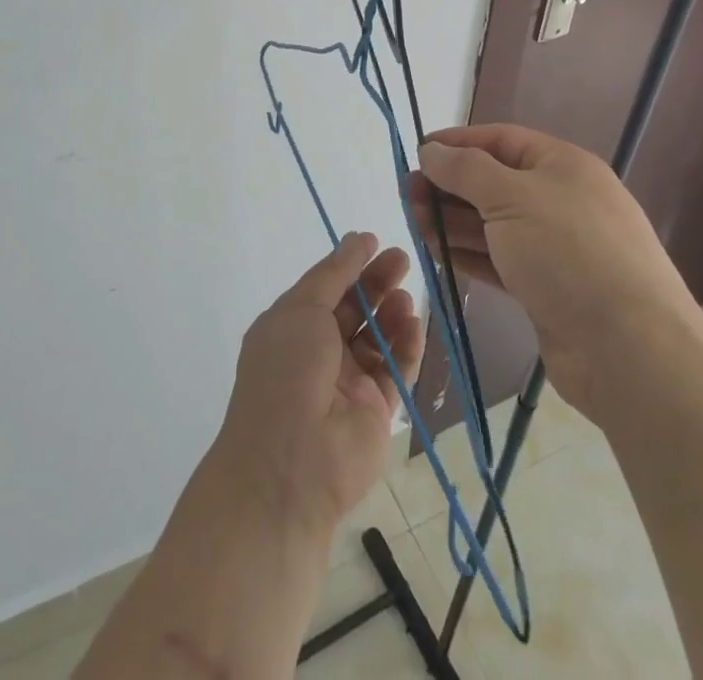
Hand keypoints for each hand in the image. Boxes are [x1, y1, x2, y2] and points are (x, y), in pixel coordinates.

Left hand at [210, 232, 422, 535]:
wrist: (292, 463)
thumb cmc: (287, 372)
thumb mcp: (302, 309)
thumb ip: (334, 274)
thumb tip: (358, 239)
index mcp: (291, 327)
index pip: (324, 287)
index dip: (348, 264)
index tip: (374, 241)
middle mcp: (317, 352)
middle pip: (354, 309)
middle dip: (377, 283)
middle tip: (402, 259)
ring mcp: (347, 383)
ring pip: (376, 339)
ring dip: (392, 314)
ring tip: (407, 296)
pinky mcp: (375, 411)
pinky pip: (395, 371)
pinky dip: (407, 347)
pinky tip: (416, 325)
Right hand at [410, 124, 696, 404]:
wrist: (630, 350)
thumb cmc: (569, 253)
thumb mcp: (512, 197)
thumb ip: (465, 169)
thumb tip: (430, 150)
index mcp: (562, 165)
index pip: (500, 140)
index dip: (457, 143)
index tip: (416, 152)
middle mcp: (560, 200)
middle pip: (493, 182)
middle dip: (449, 185)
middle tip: (408, 195)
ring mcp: (556, 247)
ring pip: (493, 223)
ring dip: (452, 221)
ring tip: (413, 223)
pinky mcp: (547, 288)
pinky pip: (499, 259)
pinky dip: (468, 254)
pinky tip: (437, 253)